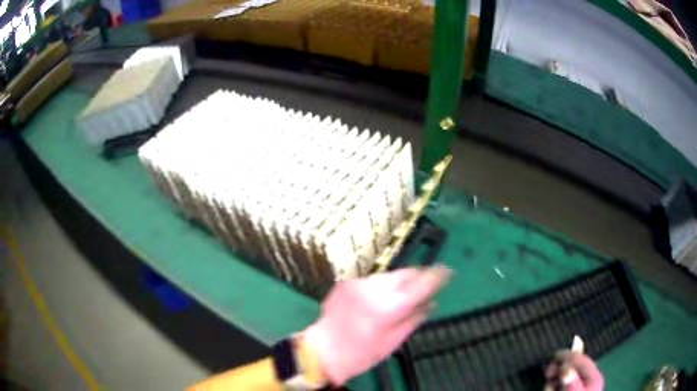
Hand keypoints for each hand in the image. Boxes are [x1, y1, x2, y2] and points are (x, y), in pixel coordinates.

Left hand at [303, 266, 451, 384]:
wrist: (323, 350)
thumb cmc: (361, 353)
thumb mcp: (394, 341)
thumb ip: (415, 318)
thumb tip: (432, 303)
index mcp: (388, 306)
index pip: (420, 284)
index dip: (437, 276)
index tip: (448, 272)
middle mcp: (373, 288)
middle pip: (406, 273)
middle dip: (419, 277)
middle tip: (427, 285)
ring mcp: (358, 282)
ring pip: (389, 275)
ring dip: (400, 282)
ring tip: (401, 297)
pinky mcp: (347, 282)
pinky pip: (373, 279)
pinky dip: (382, 286)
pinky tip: (378, 300)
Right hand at [545, 350, 603, 390]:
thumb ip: (571, 380)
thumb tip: (565, 366)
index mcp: (593, 377)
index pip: (582, 360)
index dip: (569, 356)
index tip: (555, 355)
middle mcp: (589, 379)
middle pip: (574, 367)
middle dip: (560, 369)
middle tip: (548, 373)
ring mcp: (581, 388)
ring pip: (566, 377)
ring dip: (555, 380)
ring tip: (548, 387)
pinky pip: (563, 386)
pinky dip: (555, 387)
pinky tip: (550, 390)